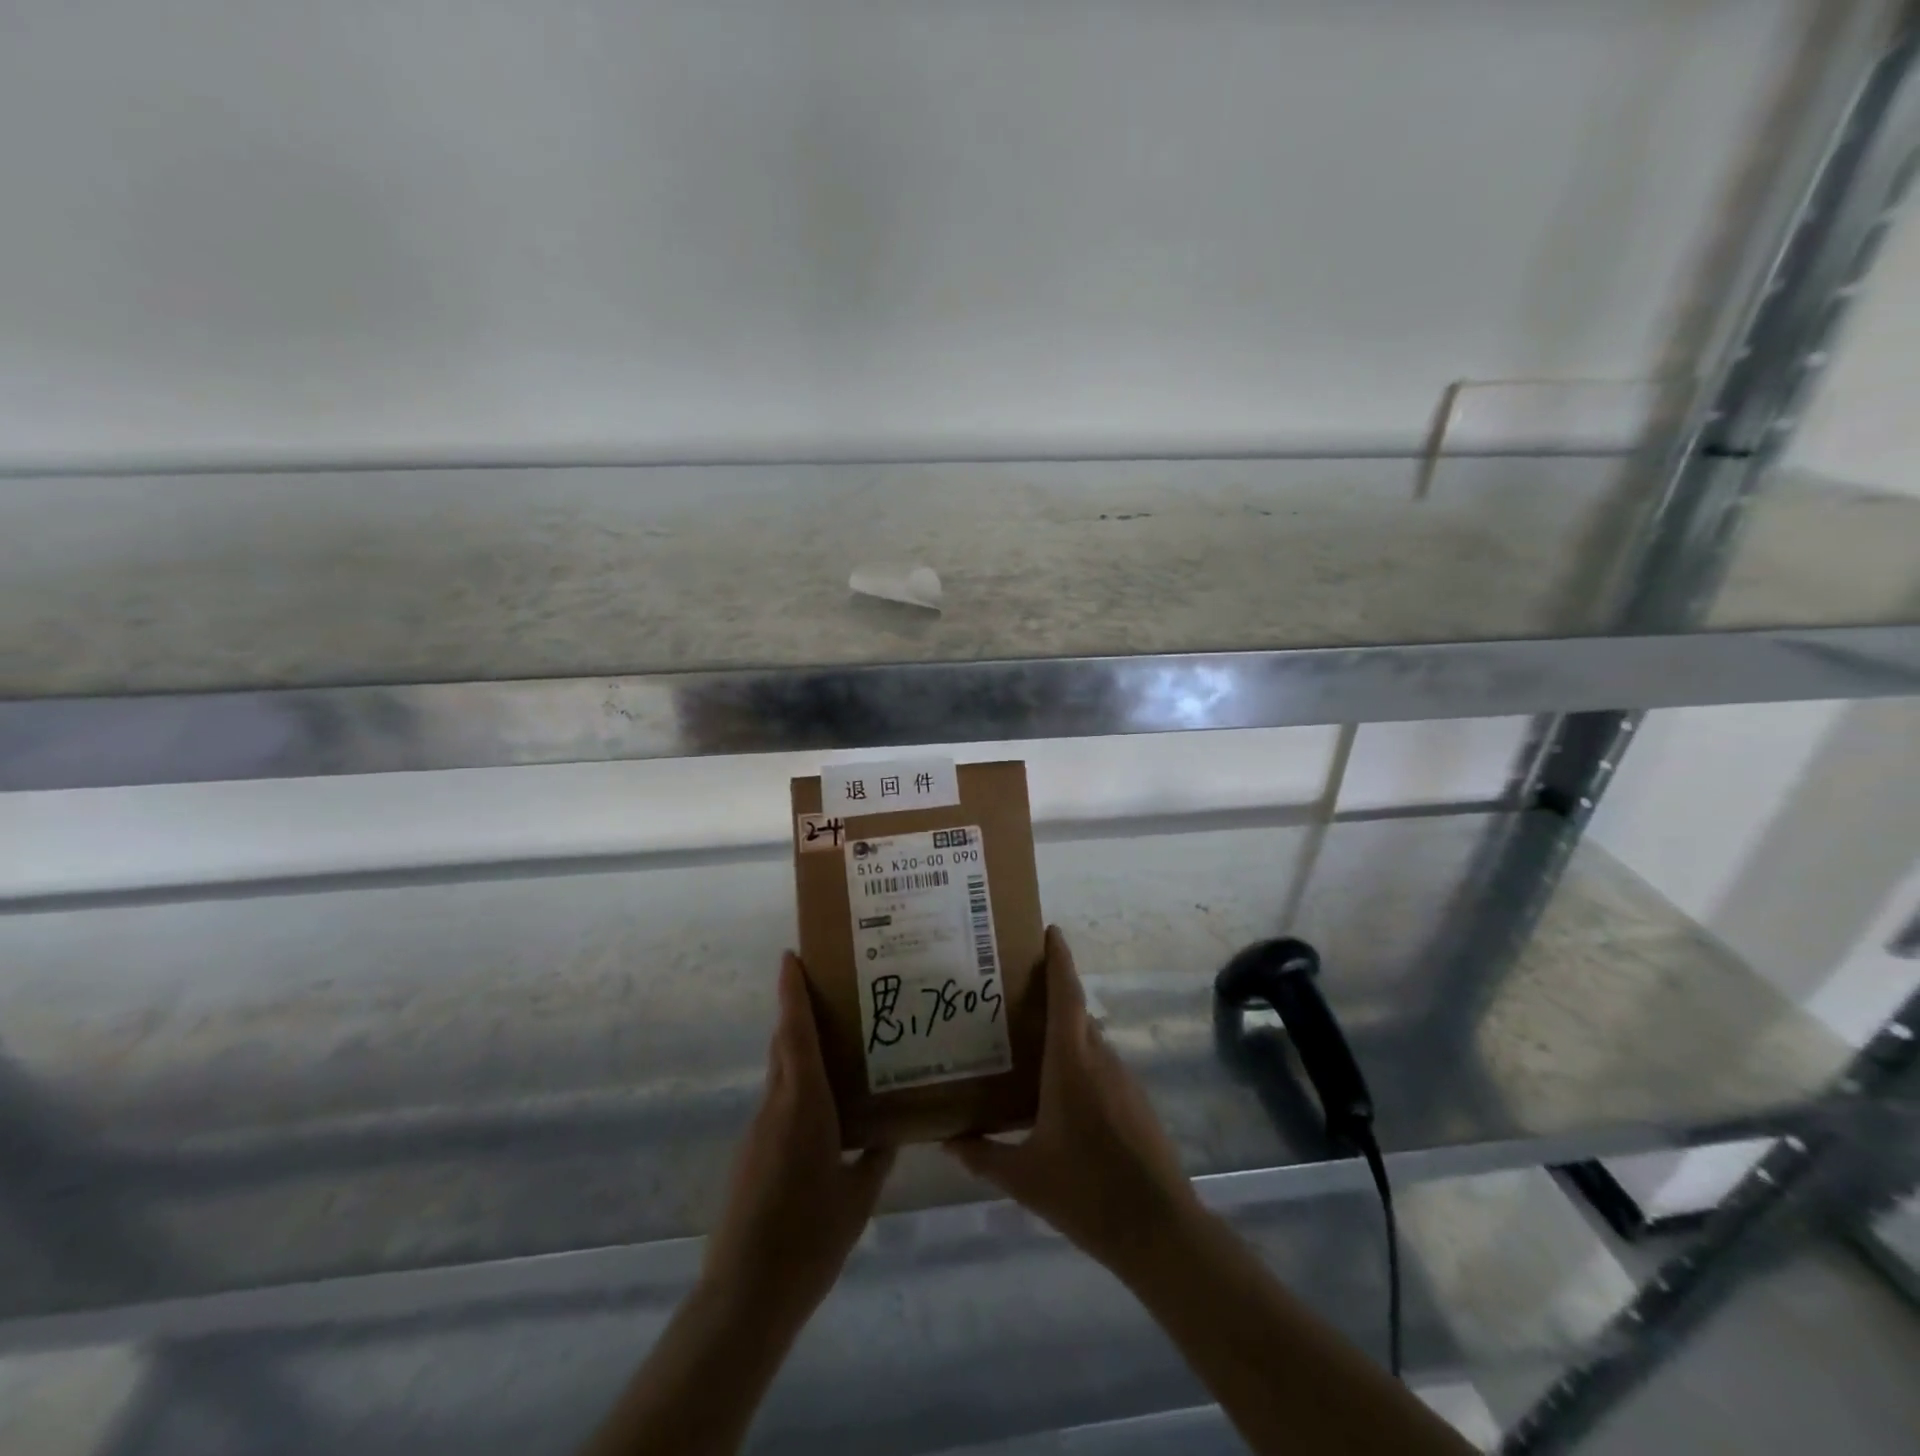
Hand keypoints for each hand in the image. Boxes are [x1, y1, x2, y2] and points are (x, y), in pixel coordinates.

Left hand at [702, 953, 894, 1320]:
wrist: (746, 1294)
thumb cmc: (809, 1237)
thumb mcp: (857, 1196)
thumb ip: (875, 1157)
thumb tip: (892, 1130)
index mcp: (804, 1105)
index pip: (795, 1033)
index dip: (792, 992)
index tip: (790, 956)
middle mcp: (777, 1106)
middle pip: (785, 1044)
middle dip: (799, 1011)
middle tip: (833, 990)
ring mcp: (759, 1130)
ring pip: (781, 1074)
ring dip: (800, 1049)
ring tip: (839, 1045)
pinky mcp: (751, 1154)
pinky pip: (778, 1103)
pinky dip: (797, 1087)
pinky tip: (825, 1109)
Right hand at [943, 926, 1197, 1269]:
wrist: (1159, 1228)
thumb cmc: (1086, 1192)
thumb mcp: (1025, 1177)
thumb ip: (983, 1156)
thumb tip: (947, 1142)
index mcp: (1071, 1063)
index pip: (1065, 994)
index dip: (1059, 959)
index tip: (1050, 930)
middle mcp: (1099, 1059)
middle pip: (1075, 1012)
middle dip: (1051, 994)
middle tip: (1012, 993)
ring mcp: (1123, 1079)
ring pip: (1089, 1040)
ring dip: (1064, 1031)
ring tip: (1028, 1041)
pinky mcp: (1135, 1101)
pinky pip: (1101, 1065)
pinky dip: (1079, 1060)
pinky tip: (1058, 1090)